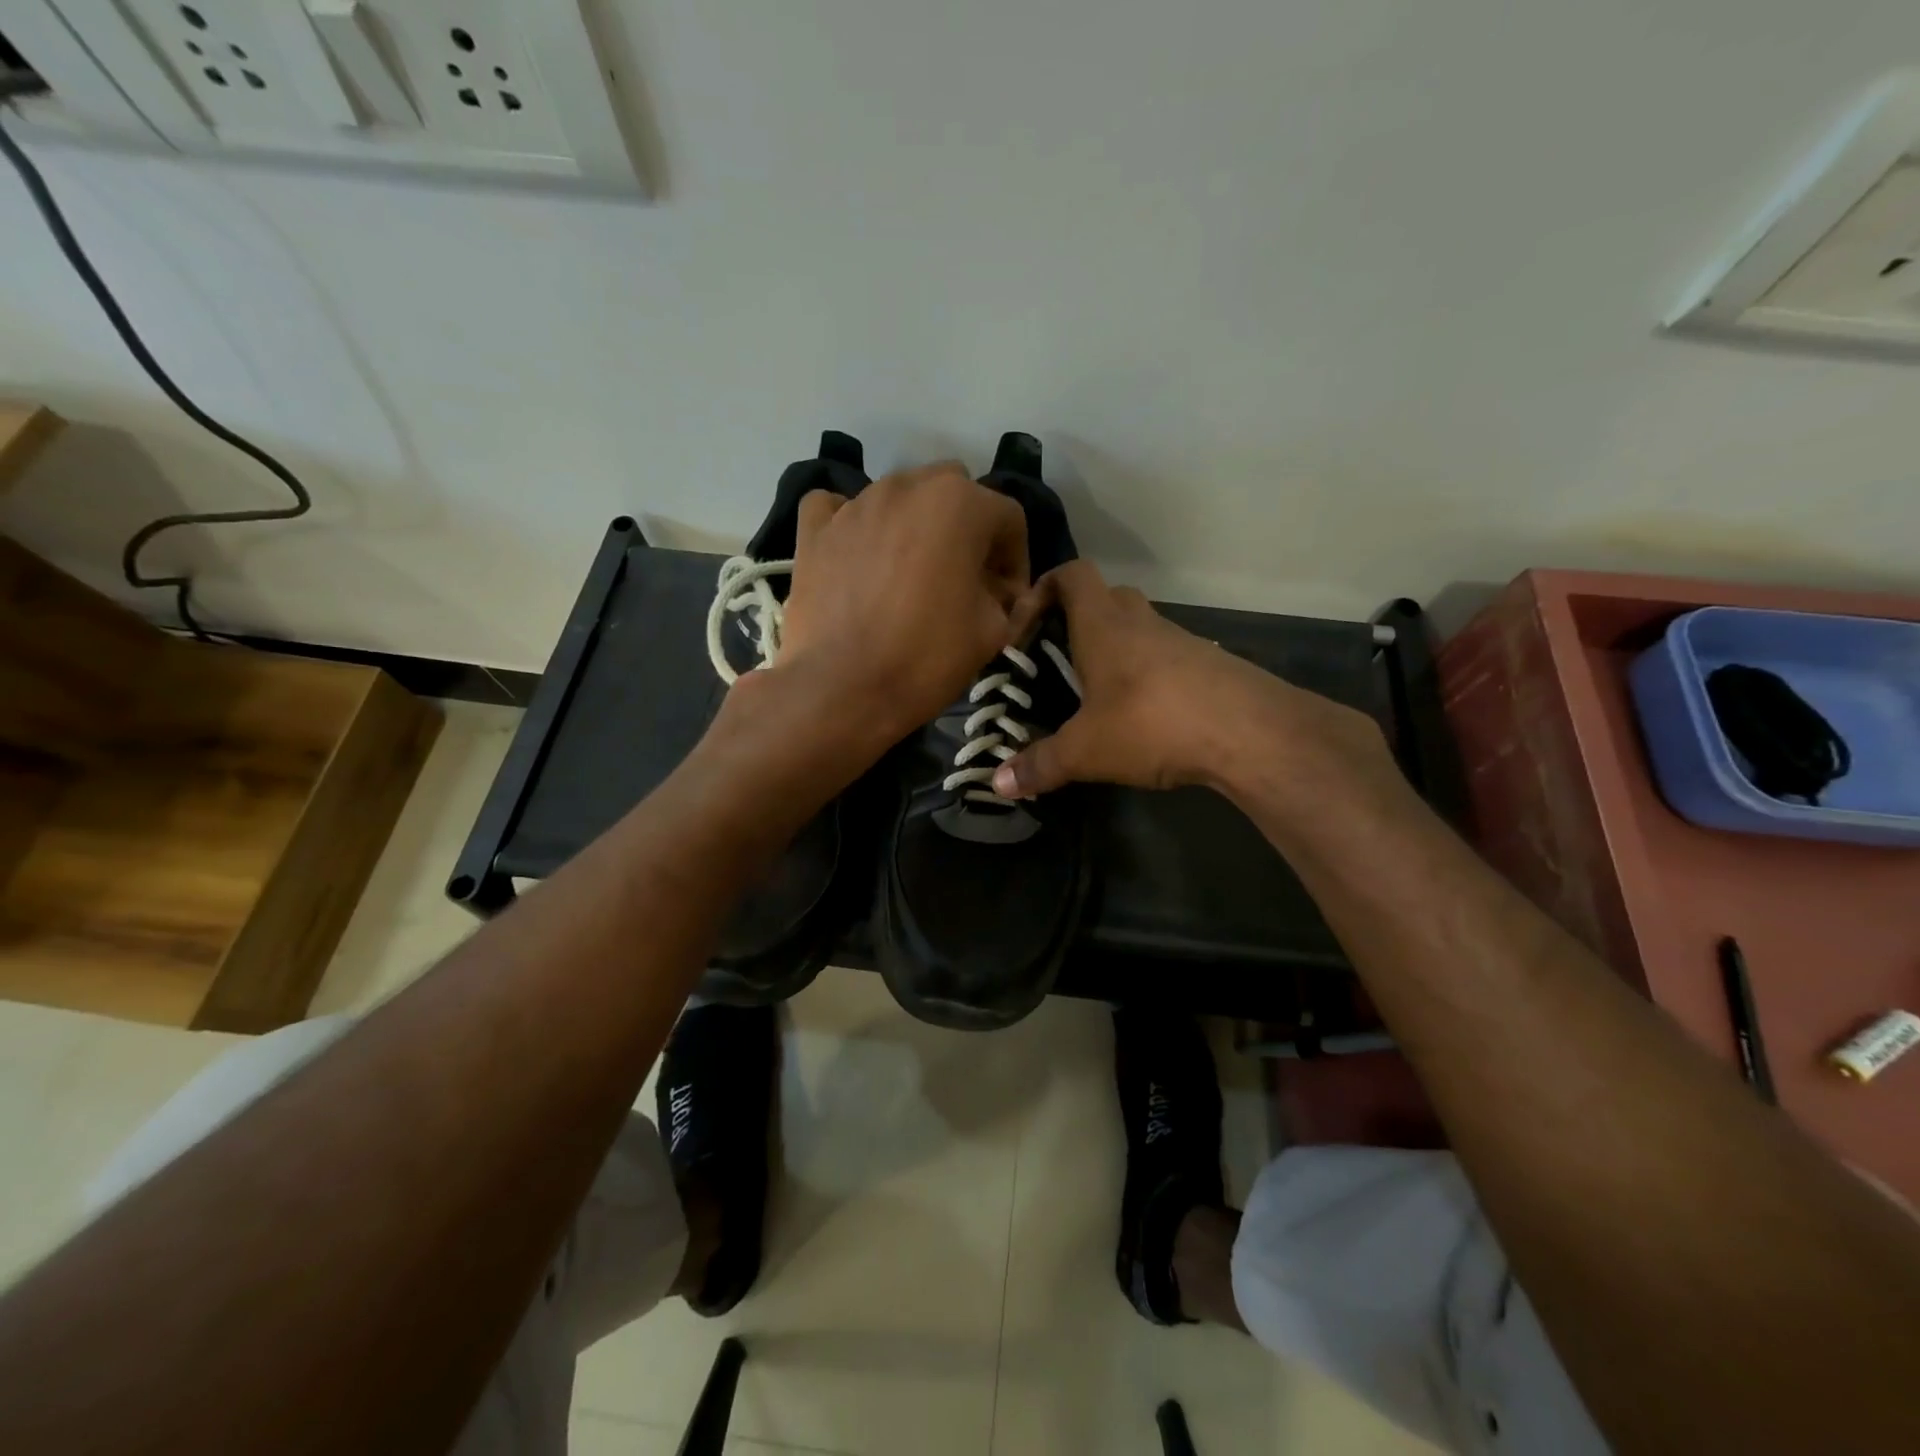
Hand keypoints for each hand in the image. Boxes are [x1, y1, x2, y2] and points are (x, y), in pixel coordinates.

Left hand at [770, 461, 1028, 742]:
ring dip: (915, 527)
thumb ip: (1004, 597)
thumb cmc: (927, 657)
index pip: (1008, 519)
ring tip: (911, 576)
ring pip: (900, 498)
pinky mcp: (814, 529)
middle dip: (967, 532)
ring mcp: (855, 504)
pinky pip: (838, 509)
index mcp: (961, 503)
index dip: (1016, 561)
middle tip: (964, 580)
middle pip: (954, 494)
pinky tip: (857, 554)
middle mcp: (908, 486)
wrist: (842, 689)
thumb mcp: (992, 631)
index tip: (1007, 600)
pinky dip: (852, 524)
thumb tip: (995, 592)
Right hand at [991, 560, 1393, 802]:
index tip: (1023, 628)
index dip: (1041, 589)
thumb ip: (1040, 765)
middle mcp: (1141, 621)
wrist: (1250, 731)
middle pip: (1105, 596)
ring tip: (1095, 694)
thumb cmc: (1151, 723)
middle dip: (1077, 619)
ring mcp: (1180, 640)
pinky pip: (1166, 656)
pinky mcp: (1208, 665)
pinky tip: (1141, 715)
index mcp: (1103, 625)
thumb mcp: (1086, 750)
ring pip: (1139, 627)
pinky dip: (1146, 674)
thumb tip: (997, 784)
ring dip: (1115, 648)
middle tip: (1058, 658)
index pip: (1070, 575)